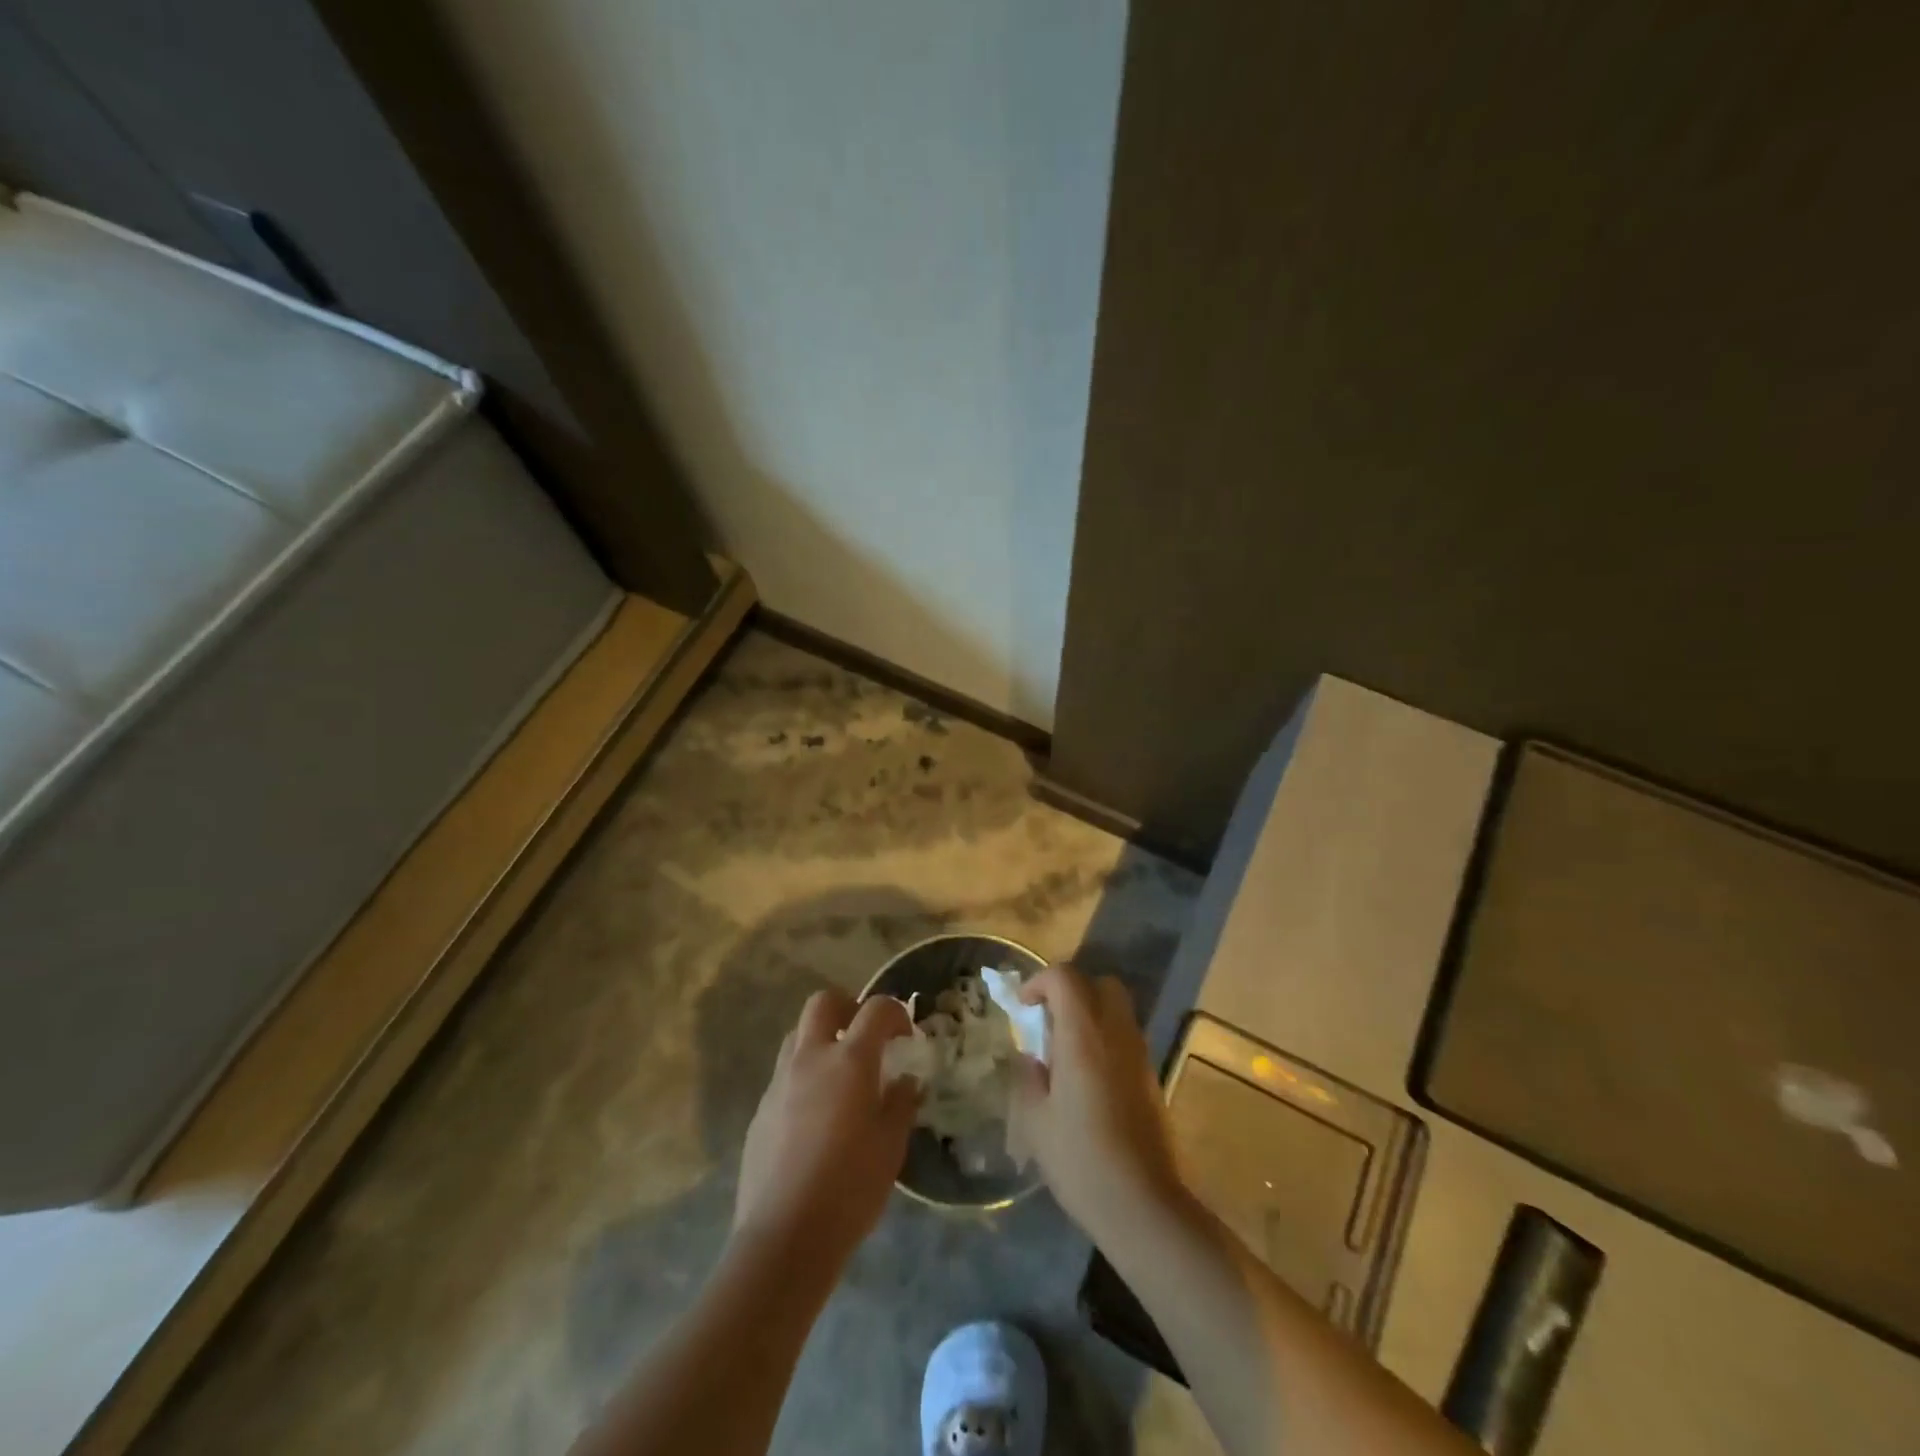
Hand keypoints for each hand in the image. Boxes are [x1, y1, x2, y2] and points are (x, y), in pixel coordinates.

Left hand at [734, 989, 918, 1265]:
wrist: (784, 1237)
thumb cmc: (850, 1189)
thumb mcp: (891, 1146)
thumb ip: (901, 1103)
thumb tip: (904, 1081)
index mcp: (849, 1061)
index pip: (876, 1010)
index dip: (895, 1013)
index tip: (906, 1037)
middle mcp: (810, 1059)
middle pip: (823, 1002)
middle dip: (848, 1007)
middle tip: (865, 1036)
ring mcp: (779, 1083)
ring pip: (798, 1035)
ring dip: (821, 1039)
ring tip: (840, 1075)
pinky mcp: (760, 1110)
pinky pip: (784, 1075)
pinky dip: (804, 1077)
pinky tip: (816, 1116)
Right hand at [1012, 965, 1185, 1242]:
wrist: (1143, 1205)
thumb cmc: (1080, 1160)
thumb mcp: (1035, 1120)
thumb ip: (1028, 1077)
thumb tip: (1031, 1057)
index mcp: (1084, 1035)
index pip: (1065, 977)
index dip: (1039, 982)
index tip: (1024, 1008)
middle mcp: (1116, 1033)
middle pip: (1100, 983)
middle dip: (1071, 991)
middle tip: (1049, 1022)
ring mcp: (1139, 1054)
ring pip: (1117, 1008)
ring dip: (1090, 1015)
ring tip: (1066, 1053)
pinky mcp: (1151, 1077)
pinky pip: (1126, 1037)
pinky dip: (1105, 1039)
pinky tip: (1088, 1079)